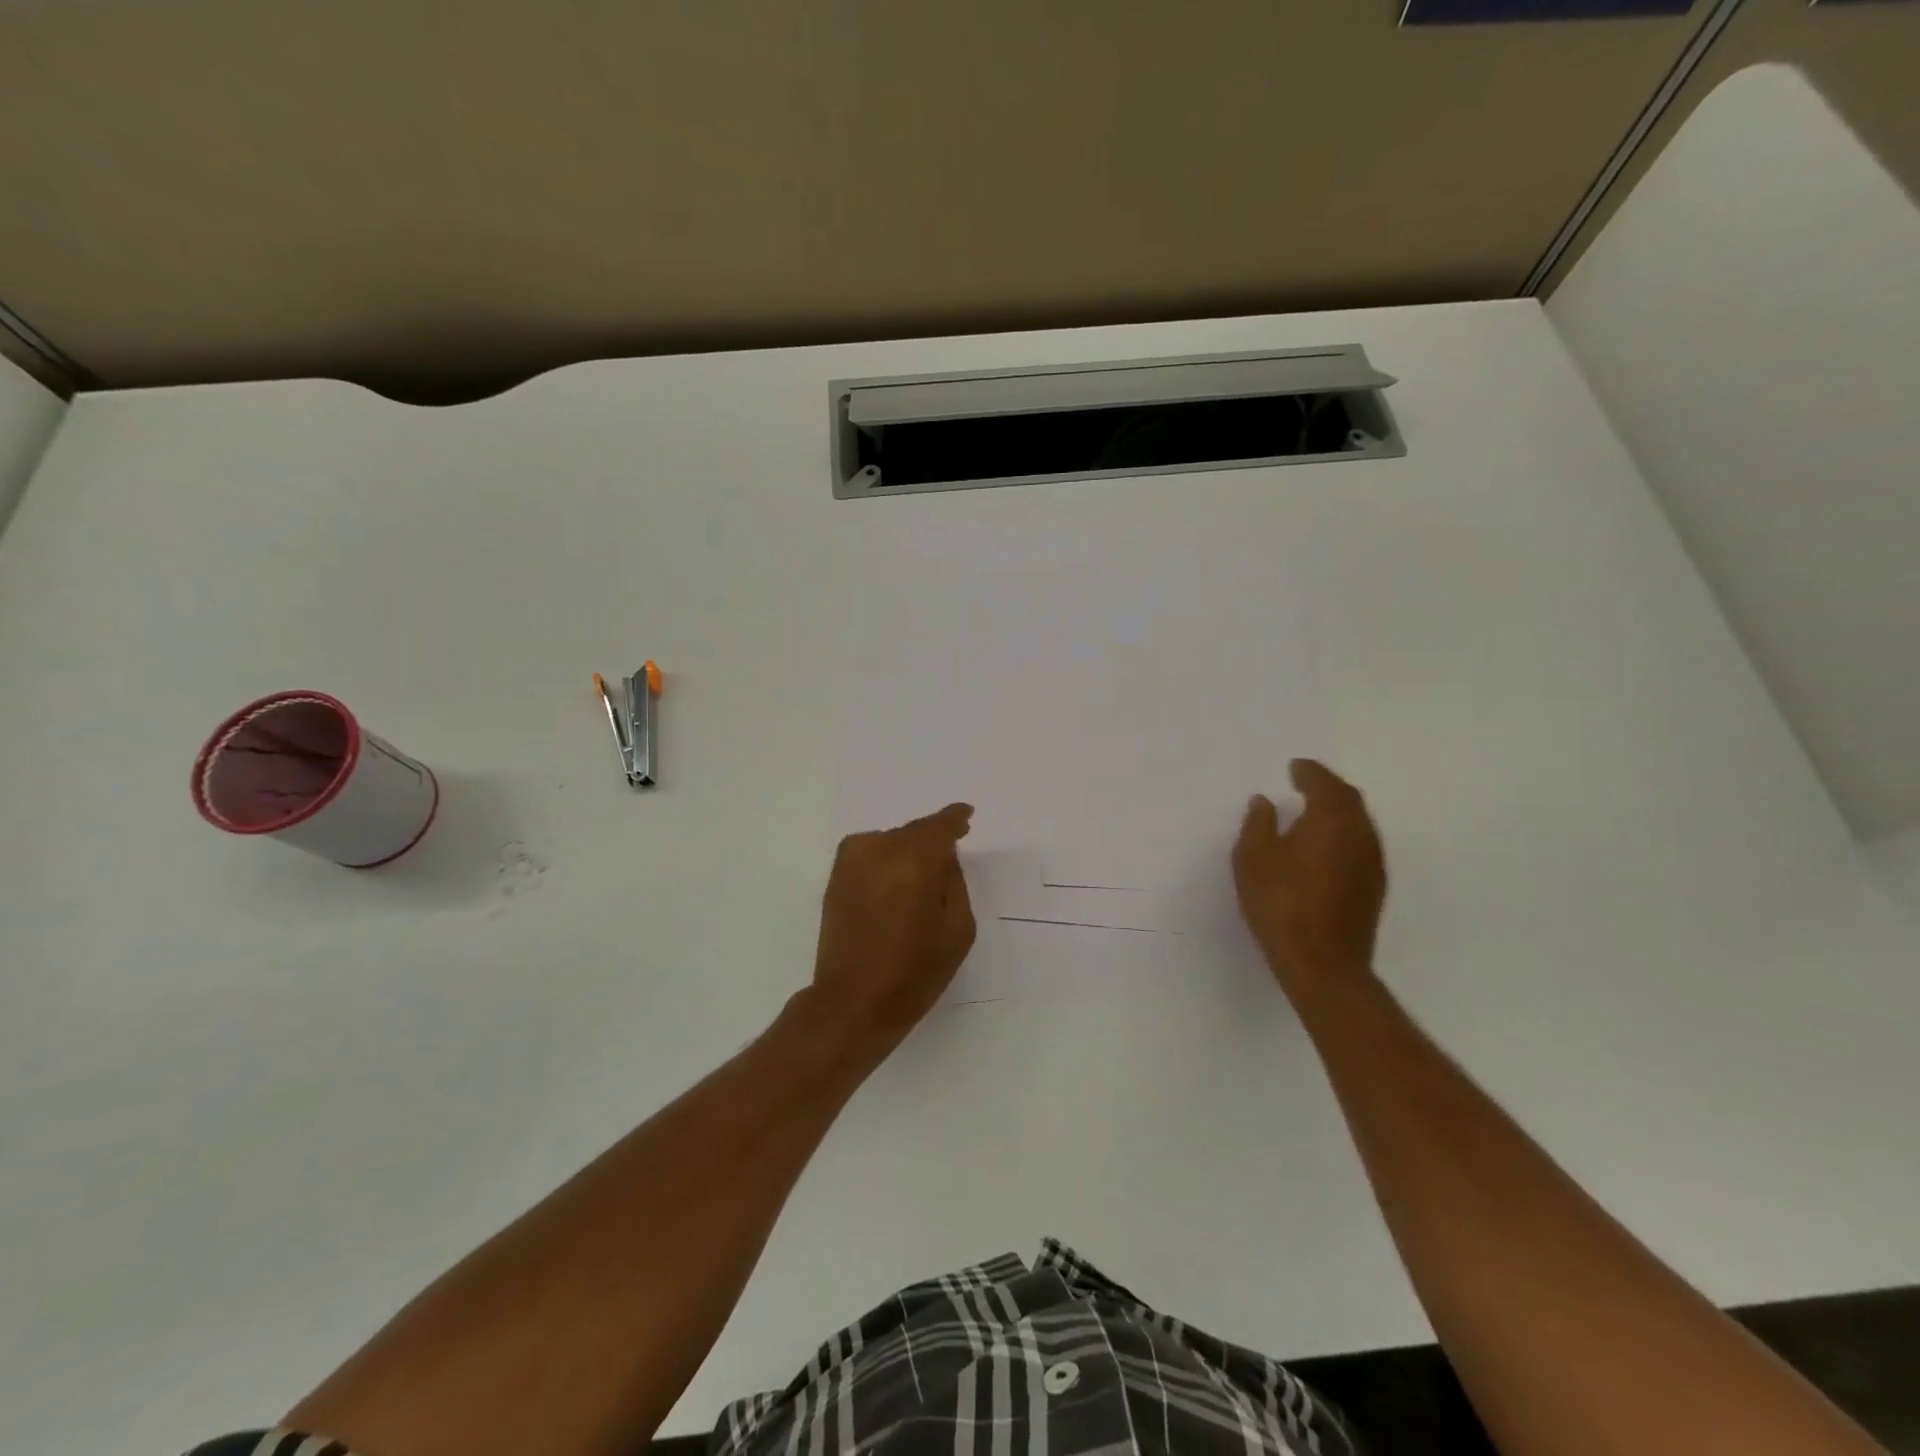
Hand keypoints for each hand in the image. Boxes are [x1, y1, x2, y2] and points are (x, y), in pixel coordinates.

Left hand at [808, 803, 975, 1056]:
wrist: (853, 1001)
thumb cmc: (915, 971)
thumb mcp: (958, 929)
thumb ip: (954, 882)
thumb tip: (943, 857)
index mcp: (916, 861)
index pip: (940, 825)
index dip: (955, 819)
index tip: (966, 816)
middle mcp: (881, 850)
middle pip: (914, 831)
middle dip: (932, 839)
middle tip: (949, 851)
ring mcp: (853, 861)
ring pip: (890, 840)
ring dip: (907, 850)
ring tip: (919, 875)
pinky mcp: (836, 876)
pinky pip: (868, 852)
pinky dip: (884, 857)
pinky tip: (893, 879)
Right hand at [1233, 760, 1385, 998]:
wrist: (1322, 963)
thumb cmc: (1281, 904)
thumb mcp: (1253, 859)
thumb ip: (1258, 824)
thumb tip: (1264, 801)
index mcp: (1331, 820)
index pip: (1324, 784)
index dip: (1309, 772)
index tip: (1294, 766)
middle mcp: (1360, 834)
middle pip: (1349, 800)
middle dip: (1327, 787)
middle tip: (1305, 782)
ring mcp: (1372, 862)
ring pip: (1358, 823)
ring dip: (1337, 811)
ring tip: (1312, 811)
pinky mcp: (1373, 887)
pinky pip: (1359, 844)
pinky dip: (1342, 834)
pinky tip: (1323, 846)